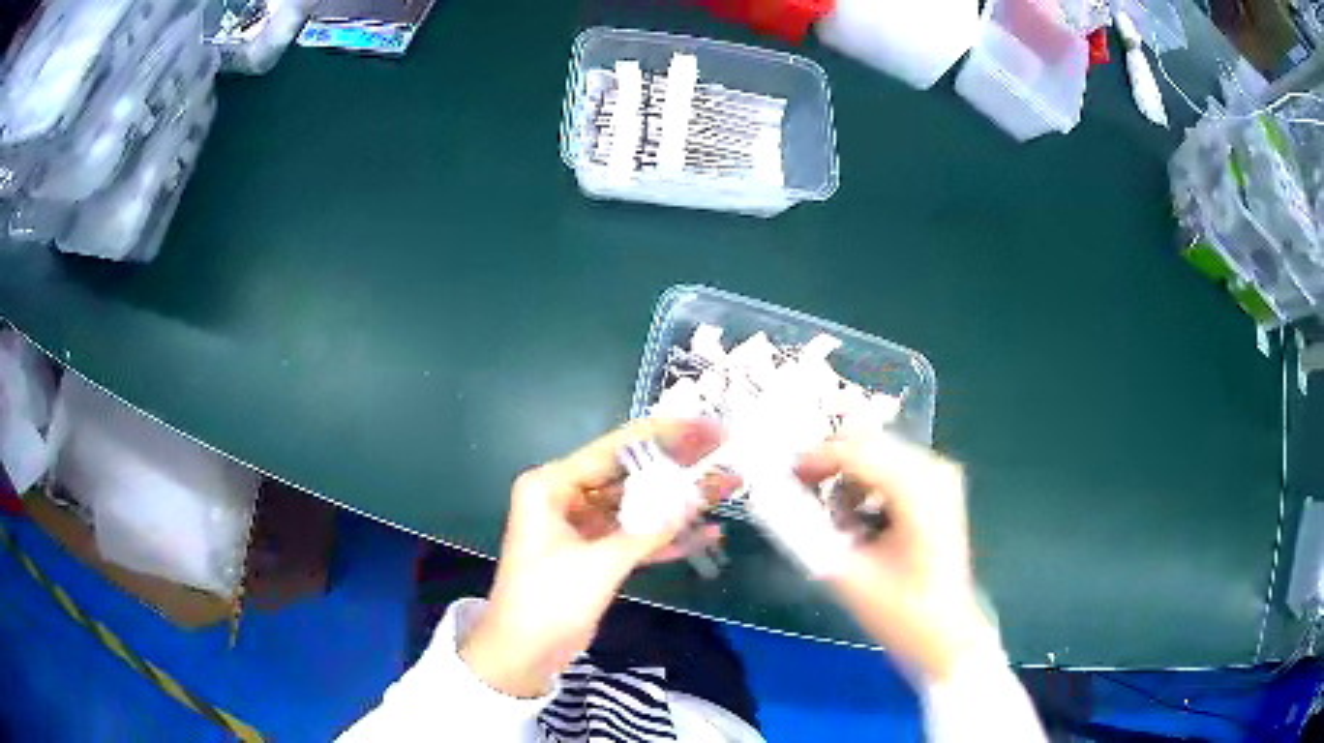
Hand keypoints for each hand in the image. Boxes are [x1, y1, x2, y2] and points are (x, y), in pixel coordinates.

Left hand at [460, 418, 734, 697]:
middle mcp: (565, 496)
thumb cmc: (547, 601)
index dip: (664, 436)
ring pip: (637, 504)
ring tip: (726, 487)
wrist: (523, 654)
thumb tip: (696, 497)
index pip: (615, 449)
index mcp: (551, 485)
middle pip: (630, 474)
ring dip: (678, 502)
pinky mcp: (594, 553)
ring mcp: (581, 526)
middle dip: (677, 467)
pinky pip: (635, 535)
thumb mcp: (599, 564)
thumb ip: (649, 529)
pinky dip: (666, 536)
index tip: (705, 428)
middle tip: (723, 452)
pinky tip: (705, 533)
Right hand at [797, 434, 998, 682]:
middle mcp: (934, 470)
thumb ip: (804, 531)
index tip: (782, 478)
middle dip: (830, 464)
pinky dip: (866, 485)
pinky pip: (891, 467)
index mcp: (919, 489)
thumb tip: (769, 497)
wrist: (946, 634)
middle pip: (869, 442)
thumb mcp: (846, 574)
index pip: (856, 450)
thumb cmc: (900, 613)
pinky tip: (859, 520)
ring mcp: (940, 477)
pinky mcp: (938, 489)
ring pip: (878, 452)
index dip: (814, 459)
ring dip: (848, 477)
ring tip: (835, 521)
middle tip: (800, 496)